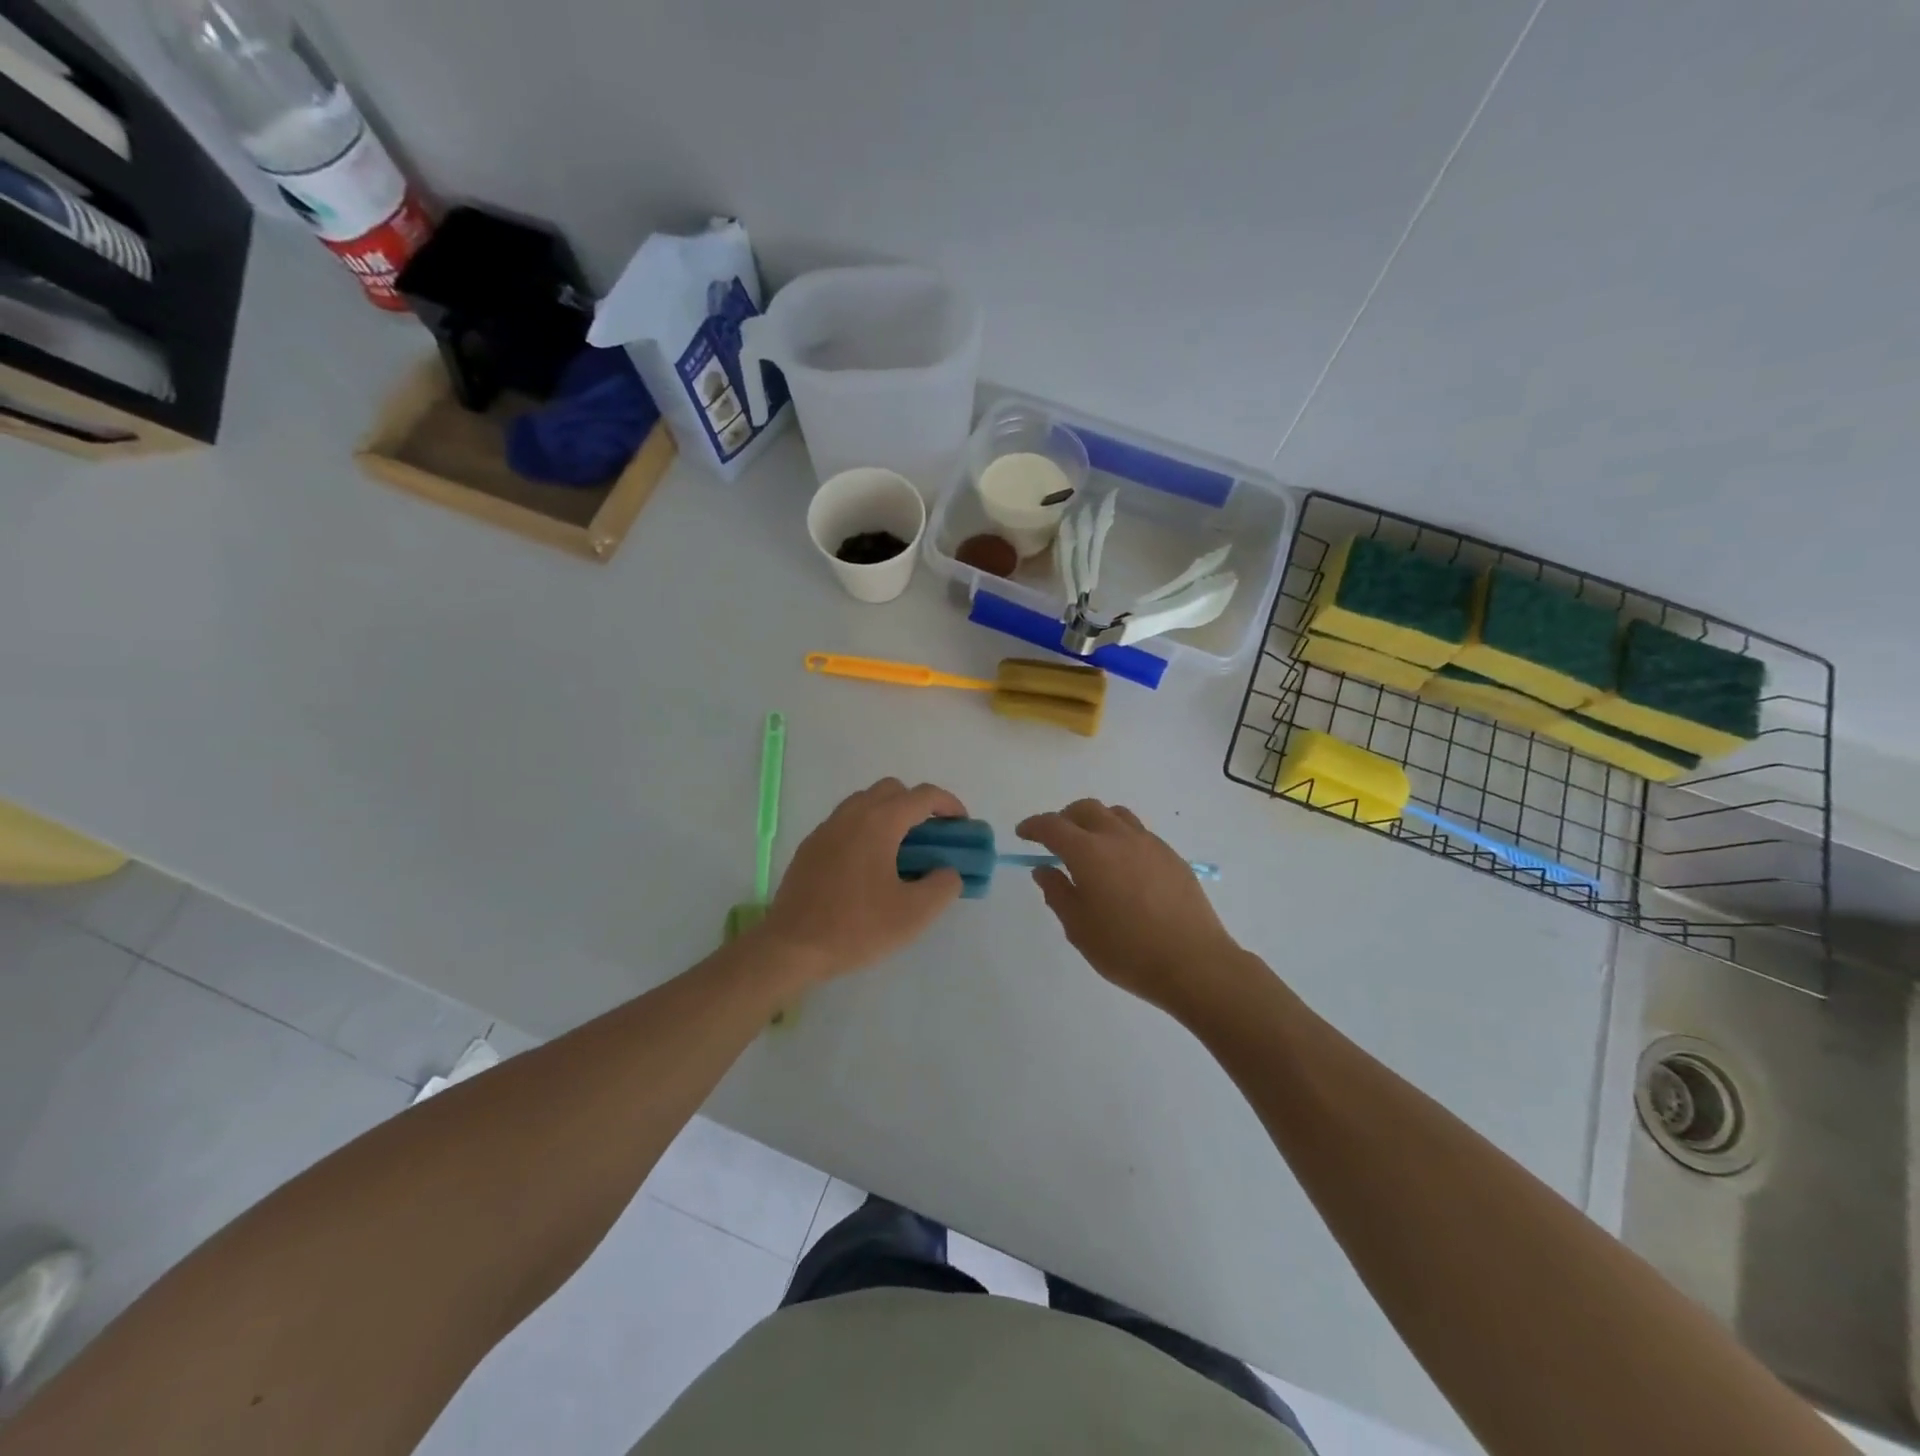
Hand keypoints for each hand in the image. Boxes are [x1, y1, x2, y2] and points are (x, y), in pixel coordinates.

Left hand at [756, 778, 967, 981]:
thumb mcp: (914, 914)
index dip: (949, 804)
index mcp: (879, 822)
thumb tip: (948, 871)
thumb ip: (943, 885)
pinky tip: (869, 866)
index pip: (923, 796)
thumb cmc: (856, 927)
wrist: (792, 947)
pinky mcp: (810, 846)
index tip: (962, 826)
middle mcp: (851, 814)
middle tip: (931, 837)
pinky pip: (845, 822)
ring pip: (865, 802)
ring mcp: (826, 828)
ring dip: (889, 814)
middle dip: (917, 804)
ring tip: (902, 850)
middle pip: (892, 790)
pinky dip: (865, 829)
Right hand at [1017, 799, 1244, 1019]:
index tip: (1023, 833)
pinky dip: (1120, 837)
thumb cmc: (1127, 950)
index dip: (1034, 826)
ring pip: (1115, 815)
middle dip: (1064, 818)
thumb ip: (1058, 893)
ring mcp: (1149, 843)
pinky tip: (1122, 866)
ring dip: (1095, 821)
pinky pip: (1139, 832)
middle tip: (1055, 839)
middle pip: (1085, 809)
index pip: (1053, 825)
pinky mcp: (1171, 856)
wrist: (1194, 962)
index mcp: (1089, 852)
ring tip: (1090, 846)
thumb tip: (1044, 869)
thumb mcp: (1079, 928)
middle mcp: (1118, 837)